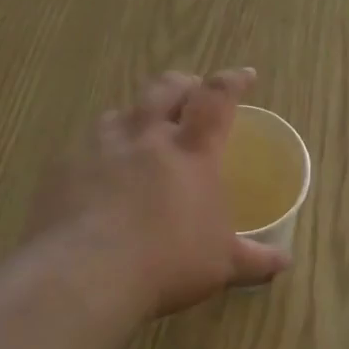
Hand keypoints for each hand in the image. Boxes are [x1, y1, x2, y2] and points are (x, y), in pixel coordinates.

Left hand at [31, 69, 289, 316]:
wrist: (86, 274)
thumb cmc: (168, 264)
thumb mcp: (222, 265)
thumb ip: (255, 259)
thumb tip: (284, 261)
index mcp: (191, 152)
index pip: (217, 99)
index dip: (232, 82)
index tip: (244, 75)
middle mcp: (146, 137)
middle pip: (166, 89)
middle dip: (183, 84)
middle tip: (192, 91)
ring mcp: (100, 147)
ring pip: (121, 112)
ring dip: (137, 114)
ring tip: (141, 130)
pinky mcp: (64, 166)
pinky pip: (84, 146)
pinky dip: (98, 151)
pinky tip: (98, 173)